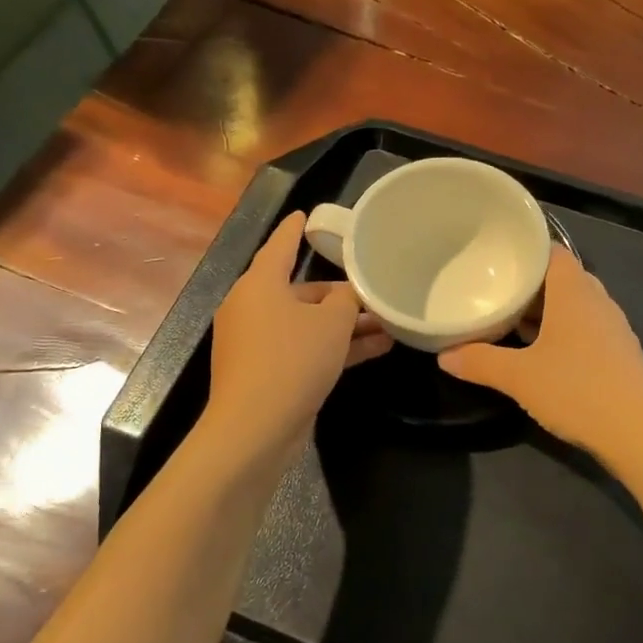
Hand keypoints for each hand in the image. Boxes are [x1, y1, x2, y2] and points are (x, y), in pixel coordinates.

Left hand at [208, 212, 391, 445]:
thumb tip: (352, 293)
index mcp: (260, 284)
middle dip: (342, 294)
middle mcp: (253, 307)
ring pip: (308, 323)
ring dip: (345, 324)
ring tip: (388, 324)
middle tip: (376, 291)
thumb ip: (348, 299)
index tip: (305, 214)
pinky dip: (334, 347)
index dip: (296, 229)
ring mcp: (258, 342)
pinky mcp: (267, 372)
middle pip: (302, 291)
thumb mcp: (332, 323)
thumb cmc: (292, 360)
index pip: (281, 245)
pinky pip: (305, 348)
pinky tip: (376, 349)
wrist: (255, 429)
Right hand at [439, 248, 642, 457]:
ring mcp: (613, 327)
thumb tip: (444, 356)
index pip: (551, 252)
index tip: (496, 258)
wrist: (639, 431)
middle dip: (530, 285)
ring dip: (546, 312)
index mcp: (574, 291)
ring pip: (574, 306)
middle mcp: (597, 300)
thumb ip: (480, 363)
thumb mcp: (519, 377)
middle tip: (495, 292)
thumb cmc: (576, 389)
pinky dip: (563, 333)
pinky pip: (586, 329)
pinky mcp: (620, 354)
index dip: (526, 252)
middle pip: (561, 279)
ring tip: (511, 322)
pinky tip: (542, 354)